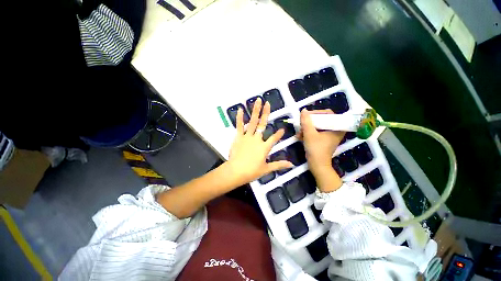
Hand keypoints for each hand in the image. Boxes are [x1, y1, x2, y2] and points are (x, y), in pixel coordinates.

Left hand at [226, 99, 292, 186]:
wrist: (236, 171)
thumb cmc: (251, 171)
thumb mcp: (266, 169)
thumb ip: (279, 165)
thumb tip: (291, 164)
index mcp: (264, 147)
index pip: (274, 139)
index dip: (279, 134)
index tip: (282, 129)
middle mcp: (257, 139)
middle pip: (263, 124)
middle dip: (266, 113)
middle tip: (268, 103)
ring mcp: (247, 137)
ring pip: (252, 122)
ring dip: (255, 111)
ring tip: (257, 101)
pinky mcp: (238, 137)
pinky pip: (239, 126)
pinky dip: (239, 118)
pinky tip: (240, 109)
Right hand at [298, 109, 344, 190]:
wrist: (317, 165)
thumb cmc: (316, 149)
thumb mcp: (310, 134)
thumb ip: (306, 121)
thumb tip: (303, 110)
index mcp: (337, 128)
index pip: (328, 113)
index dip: (317, 113)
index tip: (307, 116)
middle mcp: (334, 130)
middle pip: (321, 120)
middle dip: (309, 122)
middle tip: (302, 124)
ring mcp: (328, 135)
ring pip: (317, 126)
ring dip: (307, 128)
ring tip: (299, 133)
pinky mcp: (323, 140)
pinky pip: (315, 132)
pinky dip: (308, 133)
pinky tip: (300, 136)